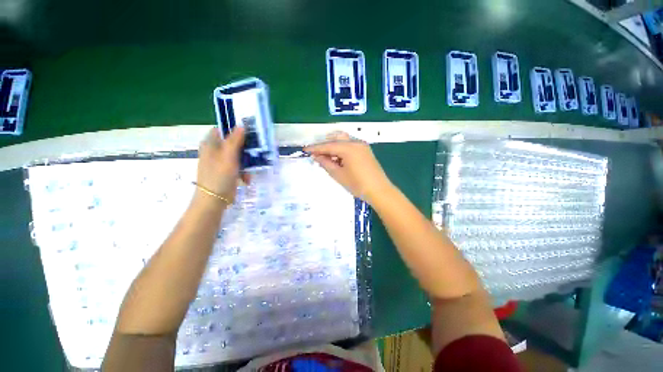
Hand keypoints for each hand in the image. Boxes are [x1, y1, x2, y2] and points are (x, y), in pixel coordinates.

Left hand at [195, 127, 248, 204]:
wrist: (214, 200)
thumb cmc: (219, 176)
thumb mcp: (228, 156)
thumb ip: (235, 141)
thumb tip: (241, 125)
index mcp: (211, 144)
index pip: (223, 130)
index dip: (235, 130)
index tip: (250, 134)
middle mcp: (215, 151)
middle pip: (233, 143)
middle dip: (245, 150)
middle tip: (255, 153)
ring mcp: (221, 162)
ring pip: (238, 156)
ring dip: (246, 163)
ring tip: (249, 172)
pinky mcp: (227, 171)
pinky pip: (238, 167)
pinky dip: (243, 172)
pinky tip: (246, 179)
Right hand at [304, 132, 393, 204]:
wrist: (379, 190)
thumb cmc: (357, 184)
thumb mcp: (338, 175)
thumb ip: (326, 163)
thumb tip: (316, 156)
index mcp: (348, 148)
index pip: (328, 145)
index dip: (315, 148)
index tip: (305, 149)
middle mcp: (356, 142)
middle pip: (336, 138)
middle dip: (325, 145)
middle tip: (316, 154)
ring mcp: (362, 145)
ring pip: (343, 141)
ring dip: (333, 147)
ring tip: (327, 158)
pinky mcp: (365, 150)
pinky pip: (350, 145)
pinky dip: (342, 149)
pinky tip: (338, 158)